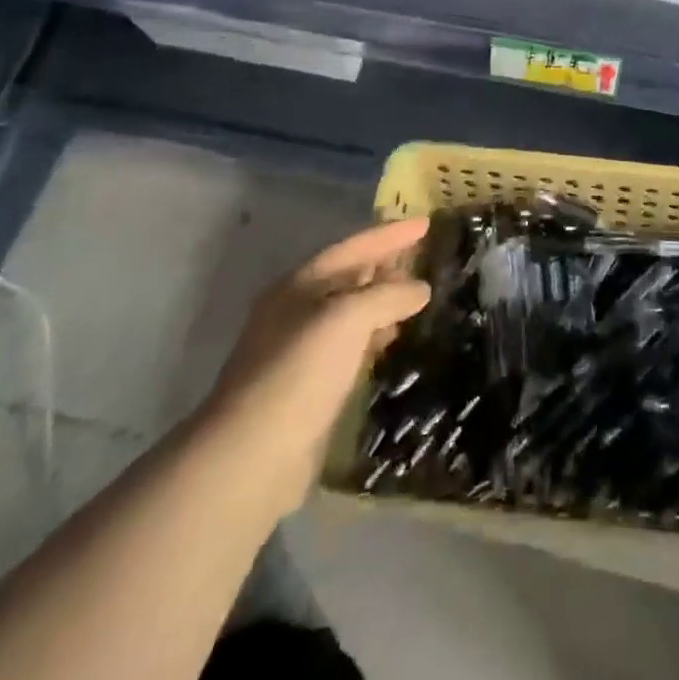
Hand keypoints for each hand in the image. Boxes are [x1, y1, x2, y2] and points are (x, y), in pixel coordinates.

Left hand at [202, 218, 432, 517]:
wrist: (252, 456)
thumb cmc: (301, 371)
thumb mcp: (349, 318)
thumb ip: (388, 295)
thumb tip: (420, 288)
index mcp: (300, 284)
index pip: (354, 247)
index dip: (390, 234)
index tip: (426, 223)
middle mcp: (296, 310)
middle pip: (349, 276)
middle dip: (386, 265)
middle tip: (424, 257)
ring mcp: (299, 350)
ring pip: (350, 313)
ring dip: (382, 302)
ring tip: (417, 299)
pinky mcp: (307, 387)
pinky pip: (349, 347)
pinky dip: (373, 337)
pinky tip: (392, 343)